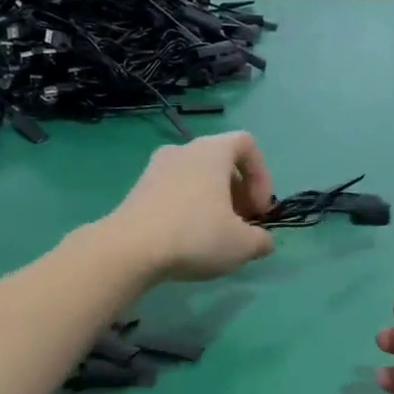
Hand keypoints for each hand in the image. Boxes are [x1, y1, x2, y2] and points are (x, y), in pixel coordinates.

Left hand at [102, 131, 276, 280]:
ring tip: (215, 235)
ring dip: (213, 201)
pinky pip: (174, 191)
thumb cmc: (195, 236)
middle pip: (221, 162)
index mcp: (212, 151)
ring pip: (196, 177)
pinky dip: (188, 208)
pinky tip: (187, 239)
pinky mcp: (138, 190)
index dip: (262, 176)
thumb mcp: (241, 245)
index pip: (246, 144)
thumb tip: (263, 241)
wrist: (130, 249)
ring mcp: (155, 168)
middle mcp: (183, 150)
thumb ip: (261, 240)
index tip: (259, 210)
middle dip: (238, 192)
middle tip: (241, 225)